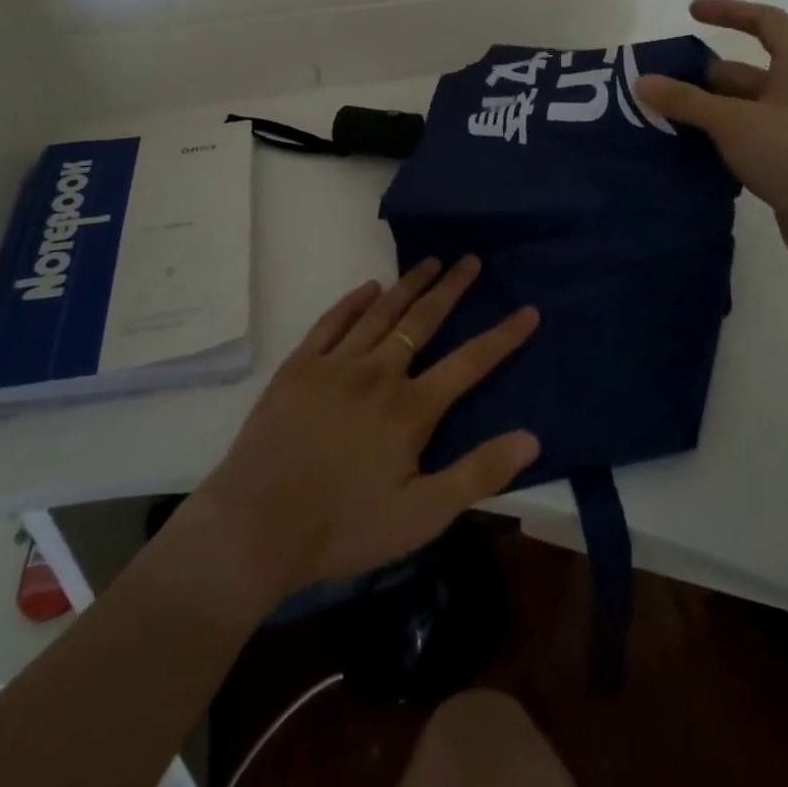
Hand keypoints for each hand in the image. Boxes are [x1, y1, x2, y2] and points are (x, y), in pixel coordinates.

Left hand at [191, 256, 539, 604]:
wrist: (257, 526)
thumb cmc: (344, 527)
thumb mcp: (422, 516)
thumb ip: (477, 474)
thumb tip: (531, 439)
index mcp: (411, 408)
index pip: (470, 362)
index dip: (504, 336)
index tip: (528, 310)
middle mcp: (378, 372)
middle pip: (423, 319)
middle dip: (452, 288)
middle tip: (470, 260)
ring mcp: (336, 364)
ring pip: (381, 312)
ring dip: (409, 284)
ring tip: (430, 261)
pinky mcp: (300, 366)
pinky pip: (332, 321)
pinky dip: (353, 301)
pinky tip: (368, 287)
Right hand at [633, 0, 787, 271]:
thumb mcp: (732, 121)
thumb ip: (686, 101)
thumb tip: (642, 82)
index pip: (765, 22)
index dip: (729, 11)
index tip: (691, 12)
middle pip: (745, 71)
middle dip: (703, 77)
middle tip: (660, 87)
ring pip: (742, 109)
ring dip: (707, 112)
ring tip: (663, 120)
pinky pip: (746, 139)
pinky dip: (718, 139)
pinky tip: (688, 152)